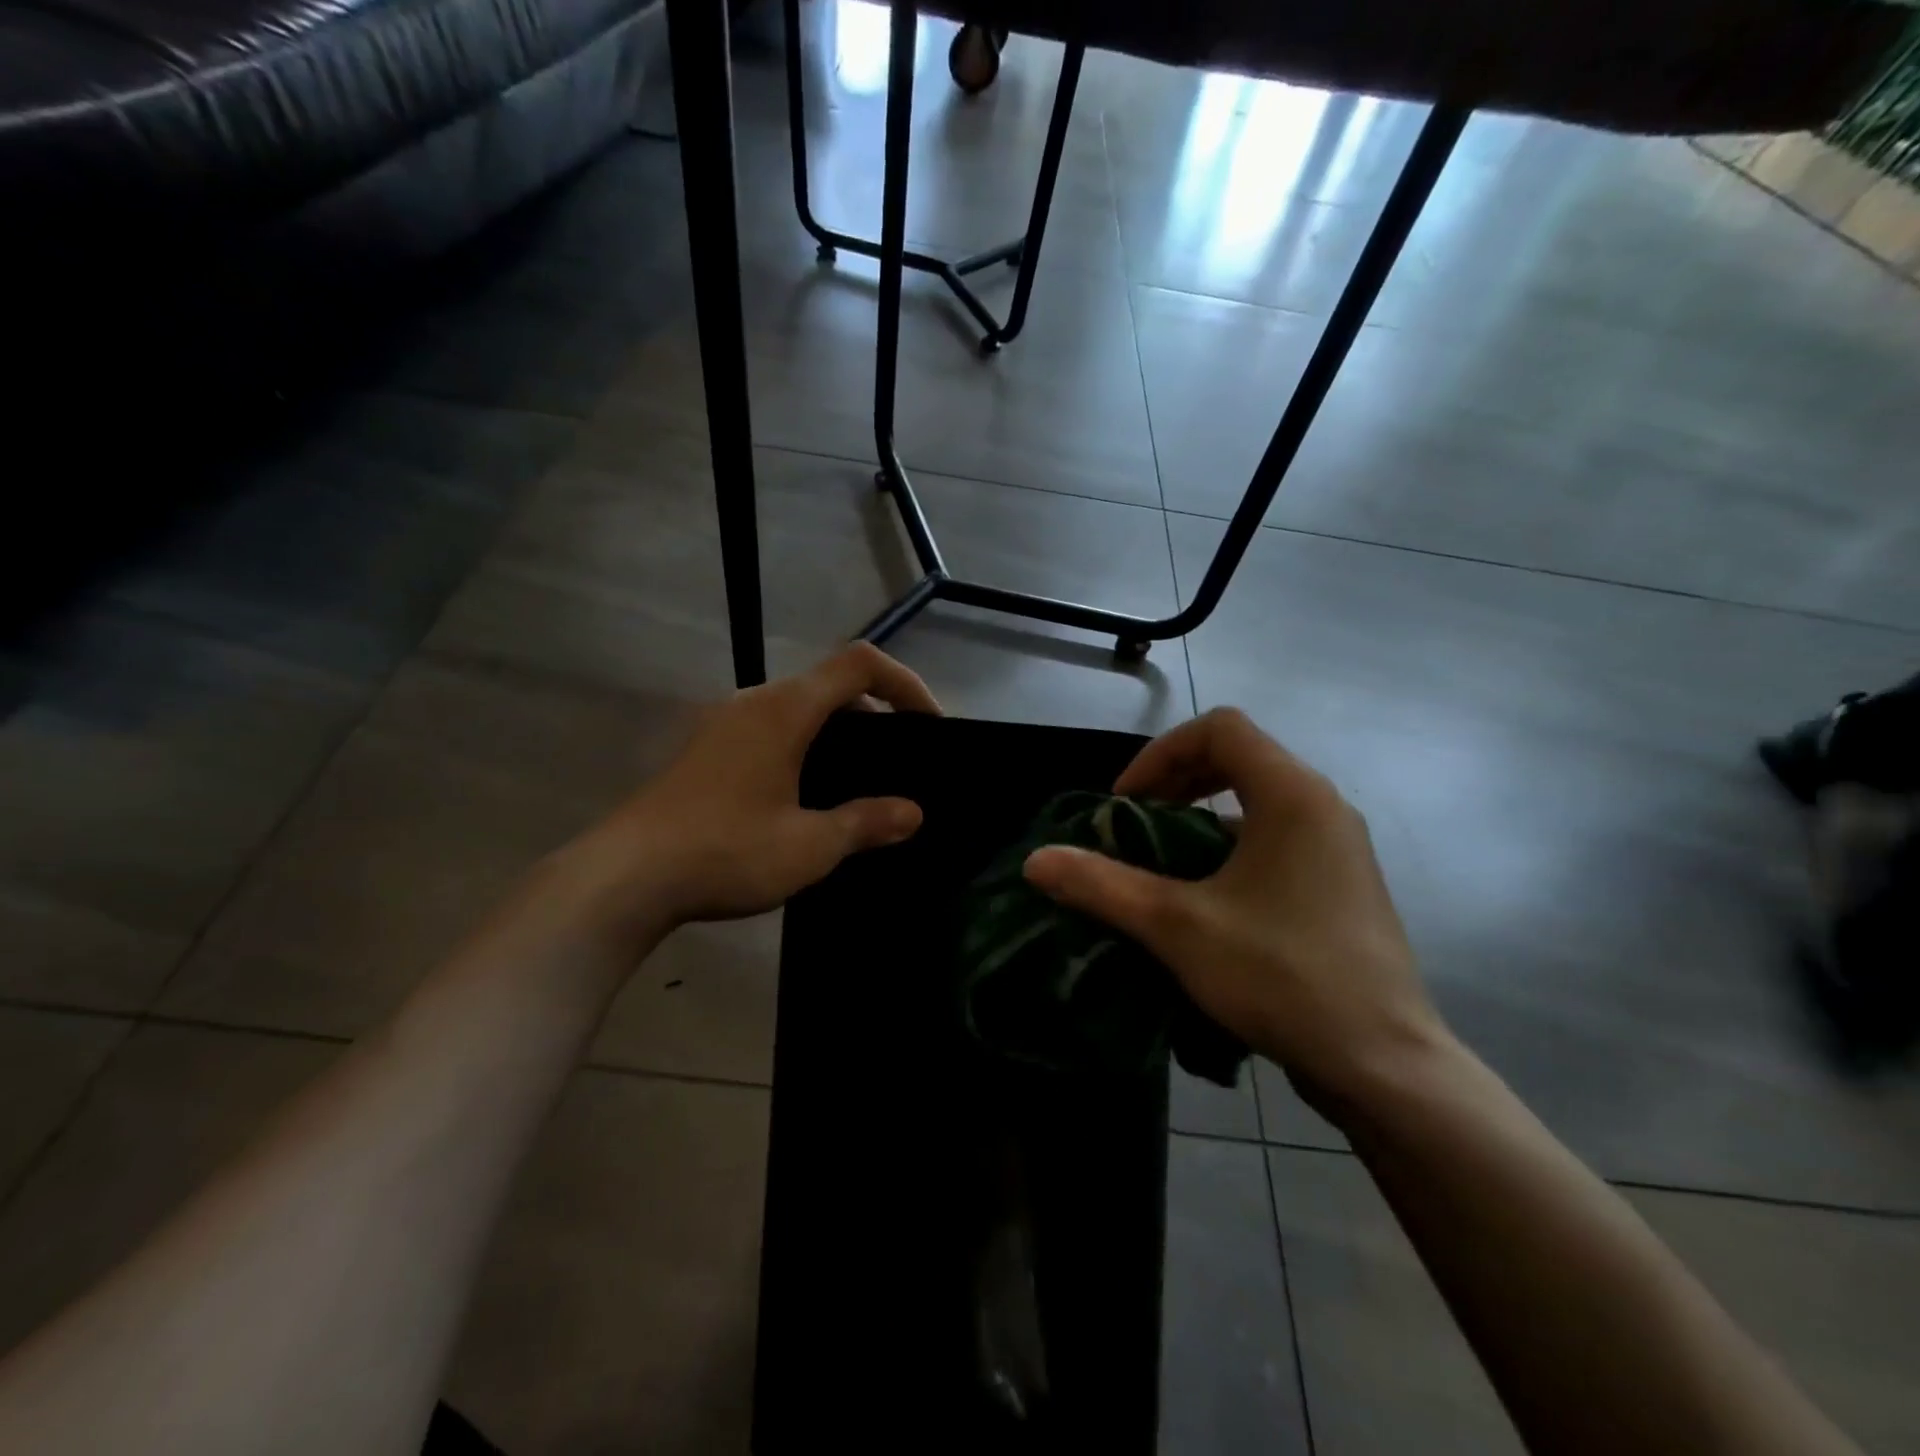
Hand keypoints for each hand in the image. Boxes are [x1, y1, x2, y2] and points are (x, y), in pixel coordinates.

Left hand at [587, 644, 940, 929]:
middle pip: (830, 683)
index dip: (905, 683)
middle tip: (900, 759)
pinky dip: (805, 745)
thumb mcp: (810, 845)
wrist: (625, 877)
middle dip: (875, 711)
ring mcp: (723, 723)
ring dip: (838, 731)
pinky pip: (770, 729)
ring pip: (798, 707)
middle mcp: (754, 701)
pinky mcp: (705, 749)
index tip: (928, 725)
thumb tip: (912, 814)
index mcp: (786, 709)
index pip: (860, 664)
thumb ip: (866, 823)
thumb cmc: (726, 851)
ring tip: (860, 780)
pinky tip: (806, 795)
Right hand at [1021, 708, 1445, 1110]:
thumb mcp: (1177, 927)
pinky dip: (1230, 848)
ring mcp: (1340, 847)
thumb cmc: (1282, 976)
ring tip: (1161, 864)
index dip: (1160, 753)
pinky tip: (1205, 900)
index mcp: (1292, 794)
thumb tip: (1036, 861)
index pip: (1219, 729)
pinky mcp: (1343, 885)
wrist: (1385, 1065)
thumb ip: (1103, 886)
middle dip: (1176, 782)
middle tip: (1136, 824)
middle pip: (1239, 758)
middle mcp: (1323, 806)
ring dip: (1200, 818)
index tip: (1127, 803)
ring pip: (1257, 802)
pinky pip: (1277, 838)